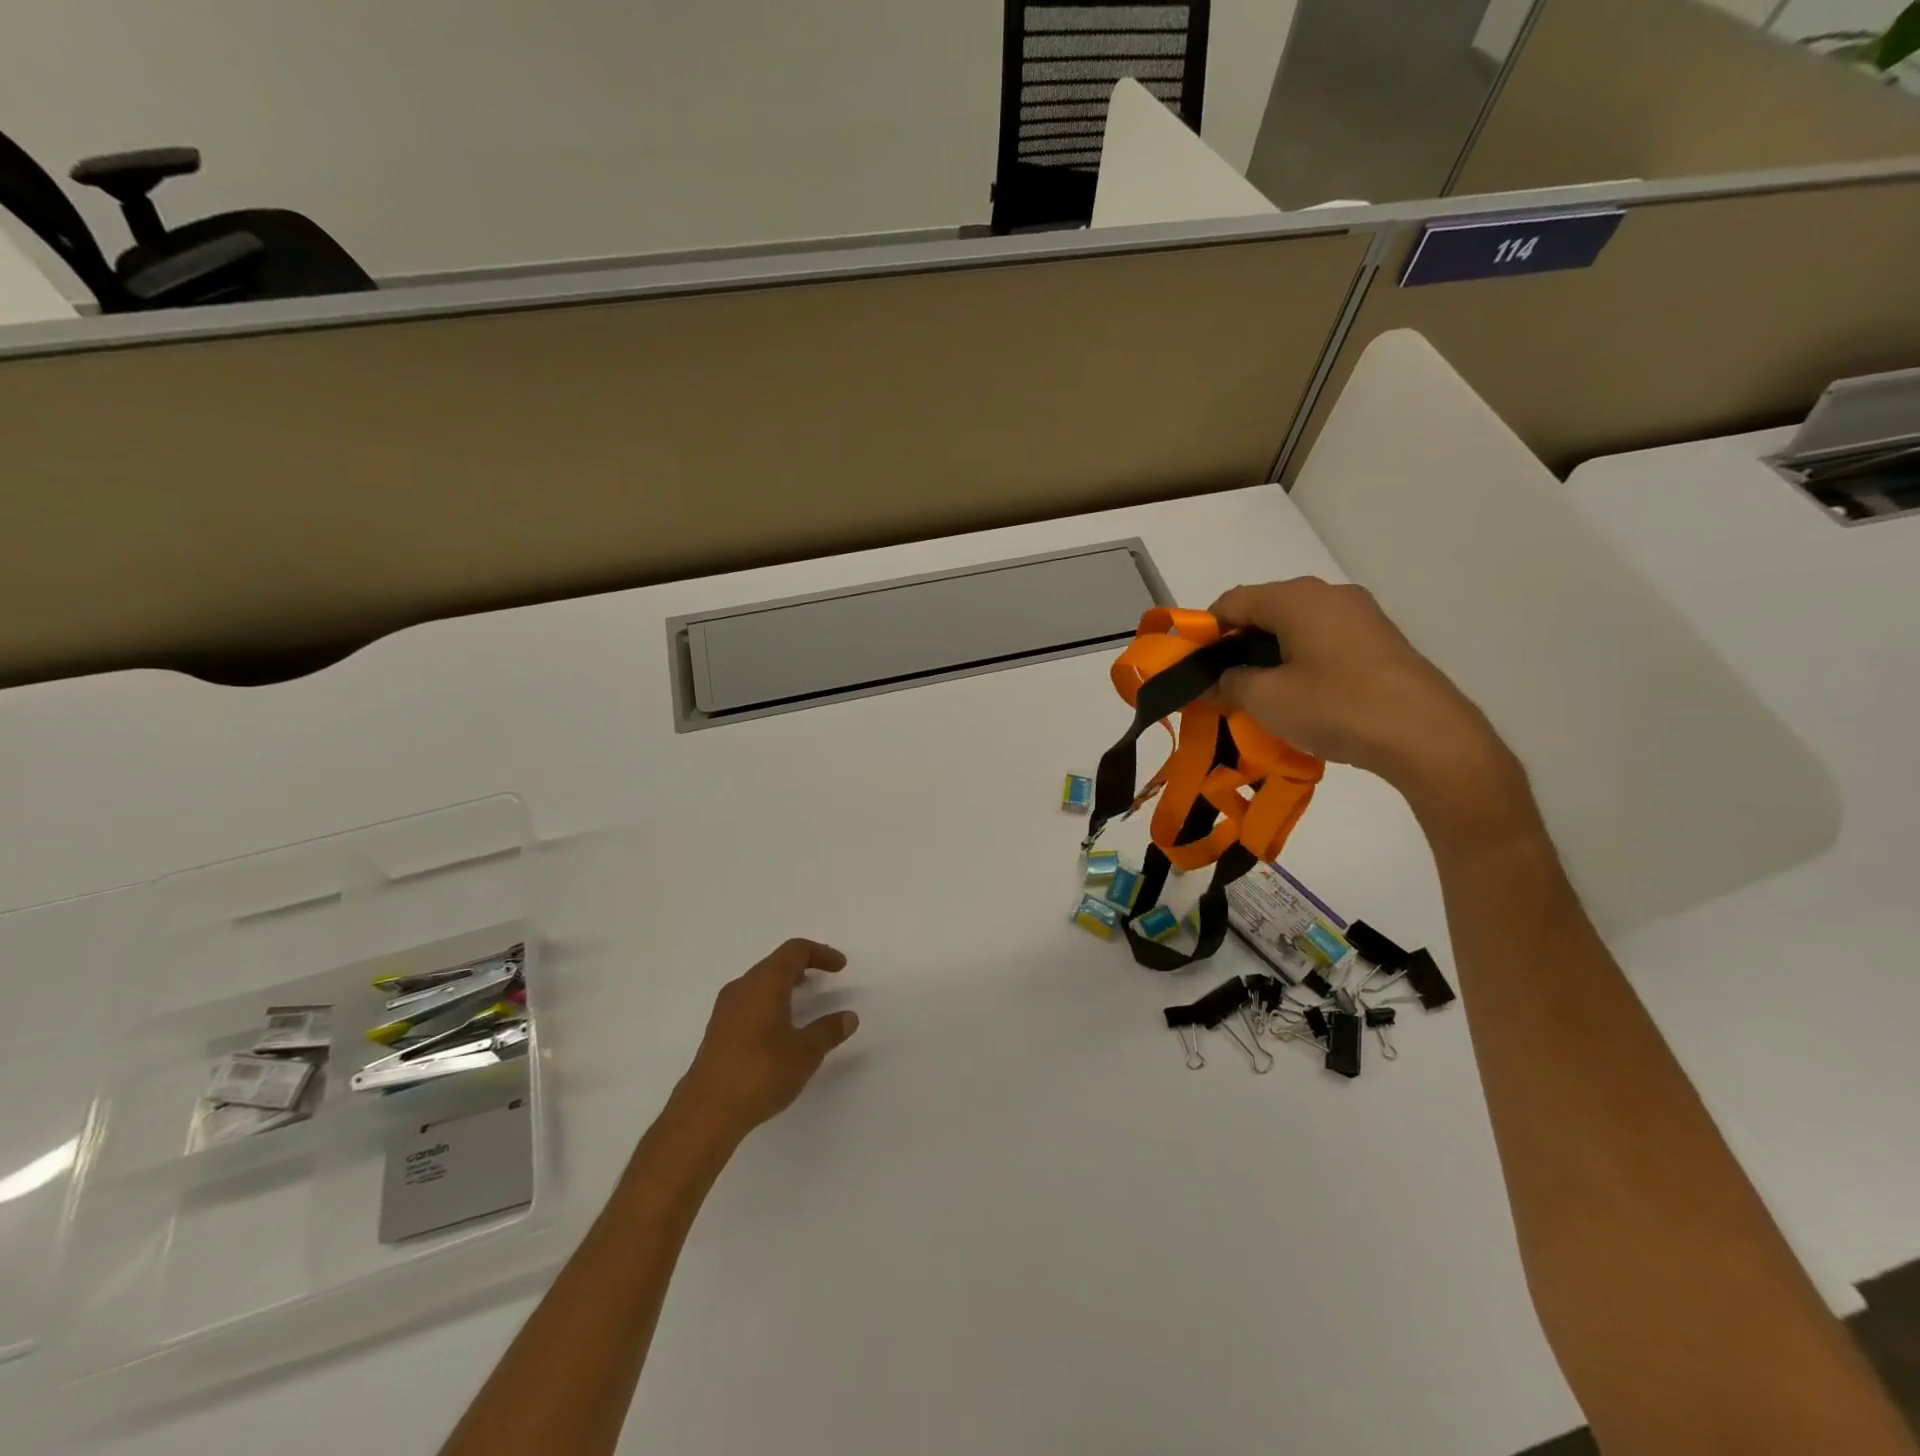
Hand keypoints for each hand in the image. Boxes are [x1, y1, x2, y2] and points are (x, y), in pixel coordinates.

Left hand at [677, 939, 858, 1142]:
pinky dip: (769, 1002)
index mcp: (765, 982)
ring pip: (759, 983)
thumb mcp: (805, 1052)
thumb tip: (848, 1017)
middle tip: (825, 977)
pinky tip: (779, 1027)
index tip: (840, 966)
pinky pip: (749, 1002)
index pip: (795, 951)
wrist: (707, 1112)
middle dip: (802, 966)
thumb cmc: (761, 1072)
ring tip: (804, 999)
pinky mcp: (717, 1031)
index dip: (820, 953)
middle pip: (775, 963)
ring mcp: (725, 1009)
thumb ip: (828, 1031)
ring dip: (784, 985)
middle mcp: (742, 987)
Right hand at [1210, 579, 1527, 834]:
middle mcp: (1328, 594)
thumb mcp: (1266, 699)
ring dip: (1268, 656)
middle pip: (1264, 611)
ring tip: (1258, 697)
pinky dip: (1300, 662)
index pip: (1231, 602)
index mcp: (1296, 597)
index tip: (1192, 669)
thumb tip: (1208, 682)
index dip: (1204, 633)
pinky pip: (1323, 641)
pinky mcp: (1380, 639)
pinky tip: (1300, 698)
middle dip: (1236, 647)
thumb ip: (1227, 683)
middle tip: (1221, 686)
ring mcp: (1360, 615)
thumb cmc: (1336, 707)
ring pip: (1294, 627)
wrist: (1427, 735)